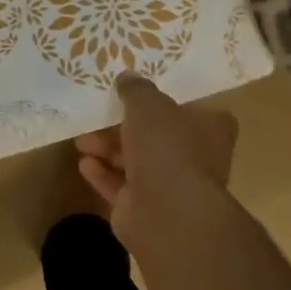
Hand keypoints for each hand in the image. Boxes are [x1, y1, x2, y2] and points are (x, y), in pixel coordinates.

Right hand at [75, 73, 238, 249]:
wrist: (167, 212)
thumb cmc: (166, 147)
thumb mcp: (148, 104)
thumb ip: (137, 89)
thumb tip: (128, 77)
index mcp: (209, 129)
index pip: (194, 109)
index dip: (168, 101)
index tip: (141, 93)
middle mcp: (195, 157)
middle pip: (157, 136)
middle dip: (123, 127)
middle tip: (98, 116)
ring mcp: (171, 186)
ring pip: (135, 161)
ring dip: (107, 150)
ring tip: (81, 140)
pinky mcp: (146, 208)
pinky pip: (120, 186)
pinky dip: (102, 174)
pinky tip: (84, 164)